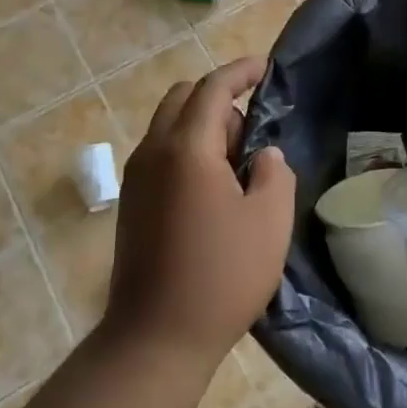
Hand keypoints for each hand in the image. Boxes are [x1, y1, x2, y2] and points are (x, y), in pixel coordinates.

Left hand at [105, 58, 296, 365]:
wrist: (155, 338)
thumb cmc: (222, 276)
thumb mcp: (270, 221)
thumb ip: (274, 172)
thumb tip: (263, 155)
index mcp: (187, 149)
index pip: (213, 88)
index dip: (241, 71)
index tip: (265, 68)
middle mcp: (153, 152)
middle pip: (182, 98)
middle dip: (218, 99)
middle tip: (251, 133)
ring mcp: (136, 178)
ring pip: (168, 126)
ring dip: (202, 127)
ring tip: (237, 167)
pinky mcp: (132, 202)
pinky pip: (160, 154)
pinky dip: (187, 150)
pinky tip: (212, 190)